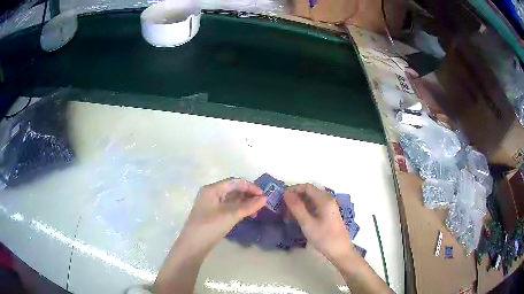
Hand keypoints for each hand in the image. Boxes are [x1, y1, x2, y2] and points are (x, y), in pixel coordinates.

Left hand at [176, 178, 266, 253]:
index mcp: (212, 189)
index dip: (250, 186)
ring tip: (257, 211)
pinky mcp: (213, 215)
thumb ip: (248, 206)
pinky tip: (247, 215)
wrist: (193, 245)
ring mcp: (211, 205)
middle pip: (233, 189)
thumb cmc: (210, 227)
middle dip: (248, 195)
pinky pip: (229, 207)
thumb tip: (265, 199)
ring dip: (245, 203)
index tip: (263, 195)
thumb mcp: (230, 215)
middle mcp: (211, 194)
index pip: (234, 182)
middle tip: (262, 204)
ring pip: (232, 199)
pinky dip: (239, 209)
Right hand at [284, 184, 353, 261]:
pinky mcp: (330, 214)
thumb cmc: (324, 237)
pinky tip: (300, 218)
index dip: (294, 189)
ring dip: (301, 204)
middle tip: (284, 206)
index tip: (282, 197)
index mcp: (325, 200)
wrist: (340, 251)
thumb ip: (297, 207)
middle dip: (296, 197)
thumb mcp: (307, 223)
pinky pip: (316, 206)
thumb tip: (287, 193)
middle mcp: (329, 200)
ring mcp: (330, 207)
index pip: (307, 187)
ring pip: (313, 200)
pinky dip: (306, 209)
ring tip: (289, 214)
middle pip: (310, 192)